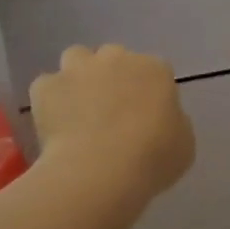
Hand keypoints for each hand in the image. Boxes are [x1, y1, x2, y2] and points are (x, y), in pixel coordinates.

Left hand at [30, 45, 195, 202]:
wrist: (101, 170)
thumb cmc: (152, 158)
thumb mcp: (183, 144)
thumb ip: (172, 122)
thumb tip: (159, 120)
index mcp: (155, 69)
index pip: (154, 71)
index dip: (148, 93)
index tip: (145, 117)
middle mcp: (116, 58)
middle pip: (114, 58)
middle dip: (112, 77)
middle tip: (111, 111)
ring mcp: (78, 68)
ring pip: (77, 59)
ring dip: (79, 77)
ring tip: (78, 109)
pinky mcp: (46, 86)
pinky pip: (47, 87)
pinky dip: (50, 101)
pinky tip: (55, 124)